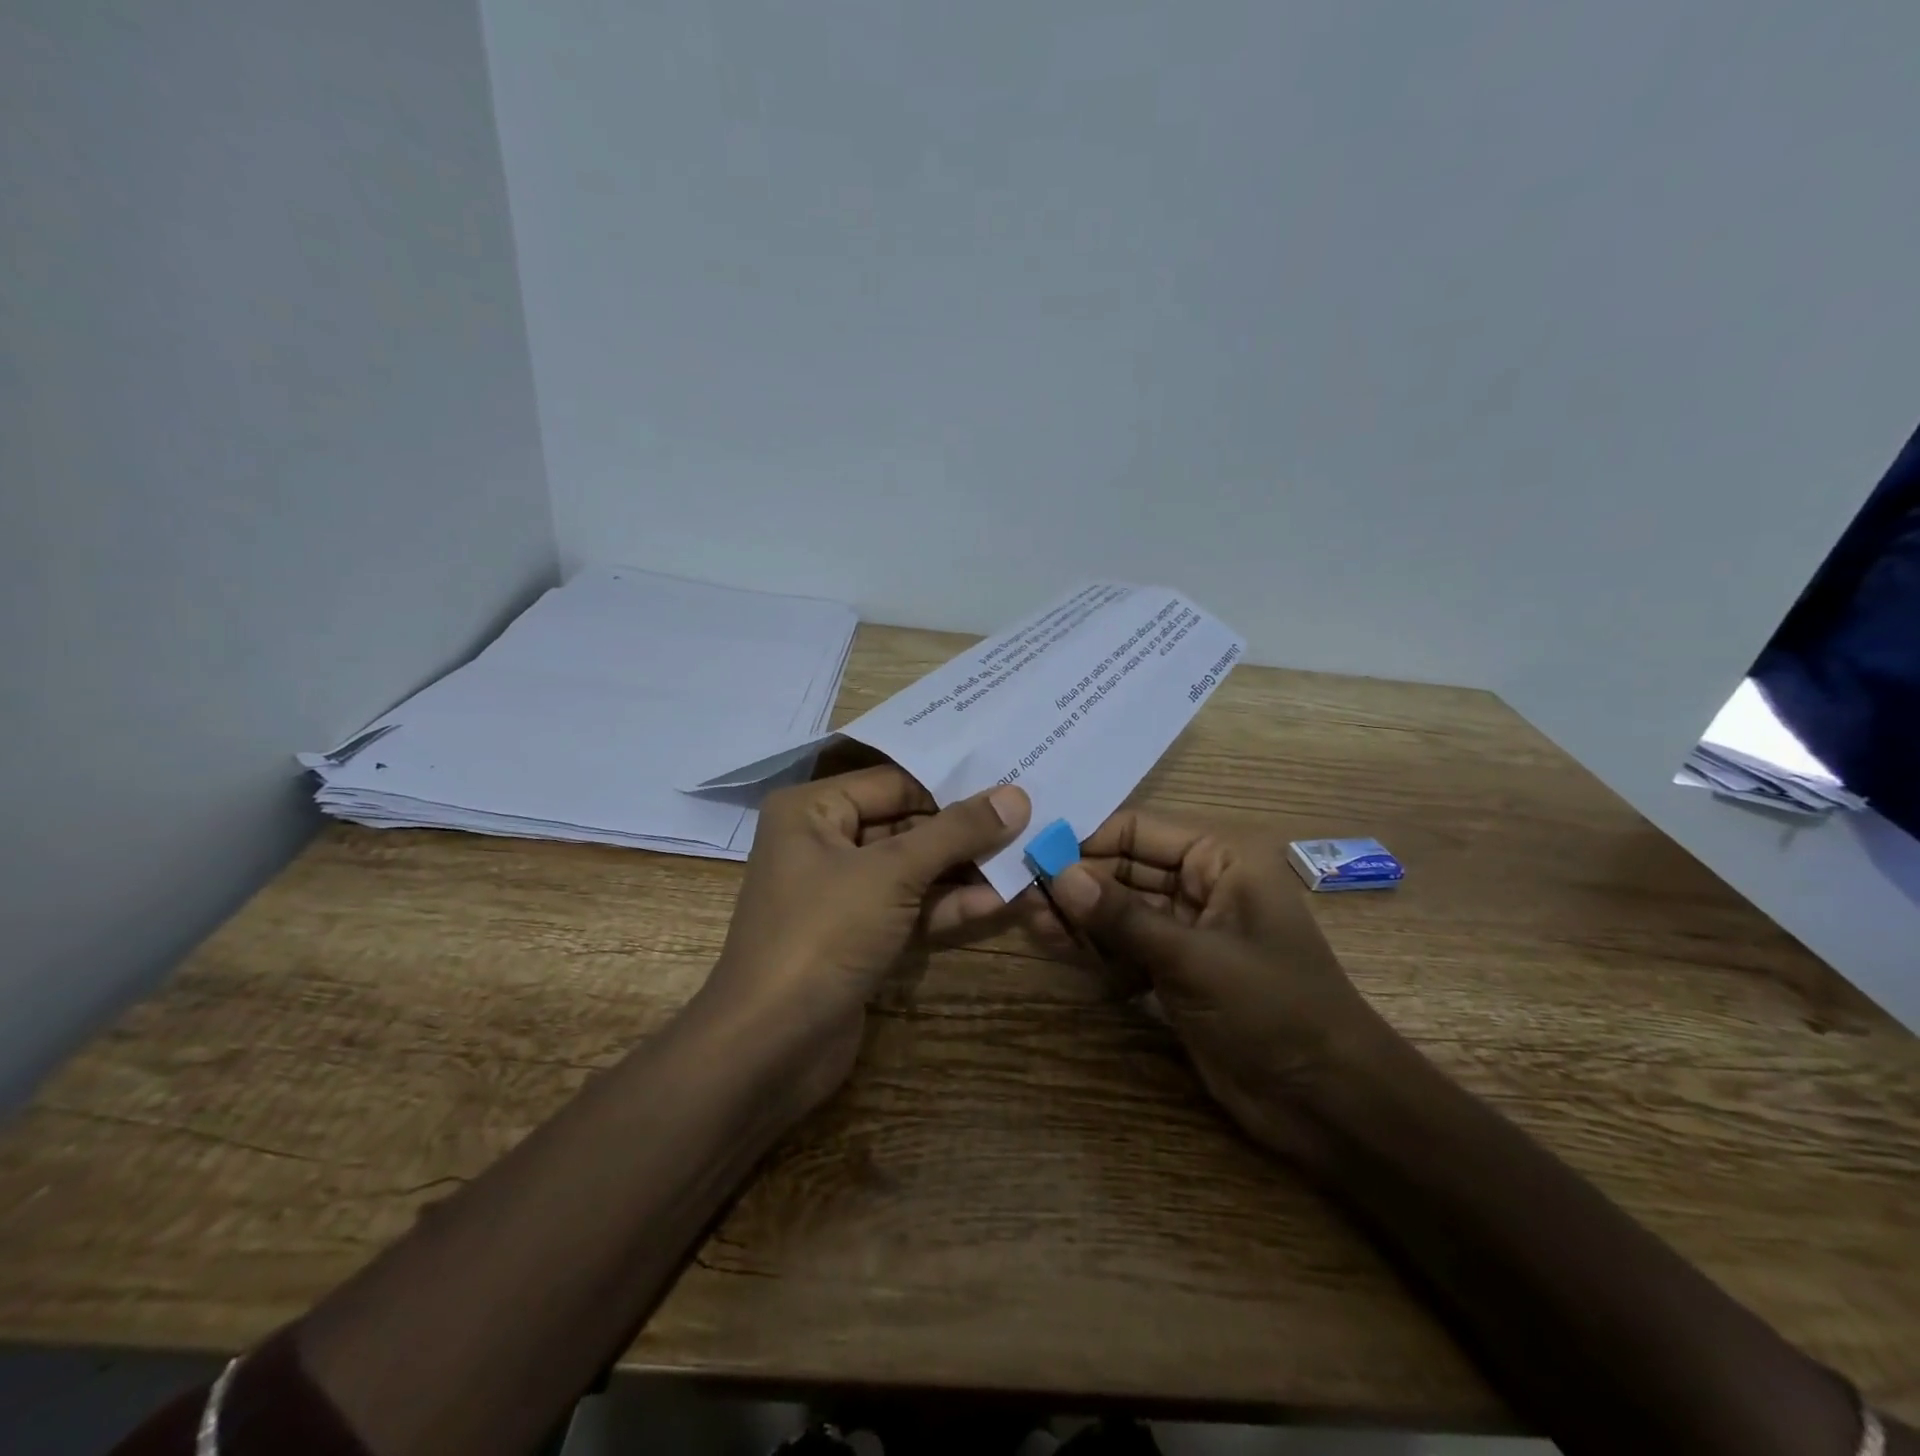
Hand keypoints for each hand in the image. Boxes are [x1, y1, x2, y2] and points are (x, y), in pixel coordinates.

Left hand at [699, 765, 1029, 1112]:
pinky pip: (908, 908)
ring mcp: (841, 894)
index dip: (954, 786)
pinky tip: (1000, 901)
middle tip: (1029, 825)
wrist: (770, 1049)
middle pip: (907, 825)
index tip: (1013, 787)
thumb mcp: (892, 873)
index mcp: (812, 811)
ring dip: (965, 871)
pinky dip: (948, 906)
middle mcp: (824, 843)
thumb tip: (1015, 795)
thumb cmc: (823, 936)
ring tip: (1026, 863)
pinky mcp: (859, 936)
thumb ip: (956, 832)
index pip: (896, 783)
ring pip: (912, 869)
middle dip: (965, 833)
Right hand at [1044, 811, 1405, 1157]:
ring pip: (1121, 910)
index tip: (1033, 851)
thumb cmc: (1274, 1009)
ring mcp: (1188, 931)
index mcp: (1221, 860)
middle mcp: (1202, 886)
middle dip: (1078, 881)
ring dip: (1081, 916)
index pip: (1140, 830)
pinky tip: (1061, 951)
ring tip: (1033, 923)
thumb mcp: (1195, 958)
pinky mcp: (1177, 972)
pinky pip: (1127, 947)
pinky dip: (1097, 950)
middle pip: (1125, 869)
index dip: (1087, 839)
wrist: (1328, 1102)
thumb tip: (1058, 874)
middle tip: (1023, 894)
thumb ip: (1124, 917)